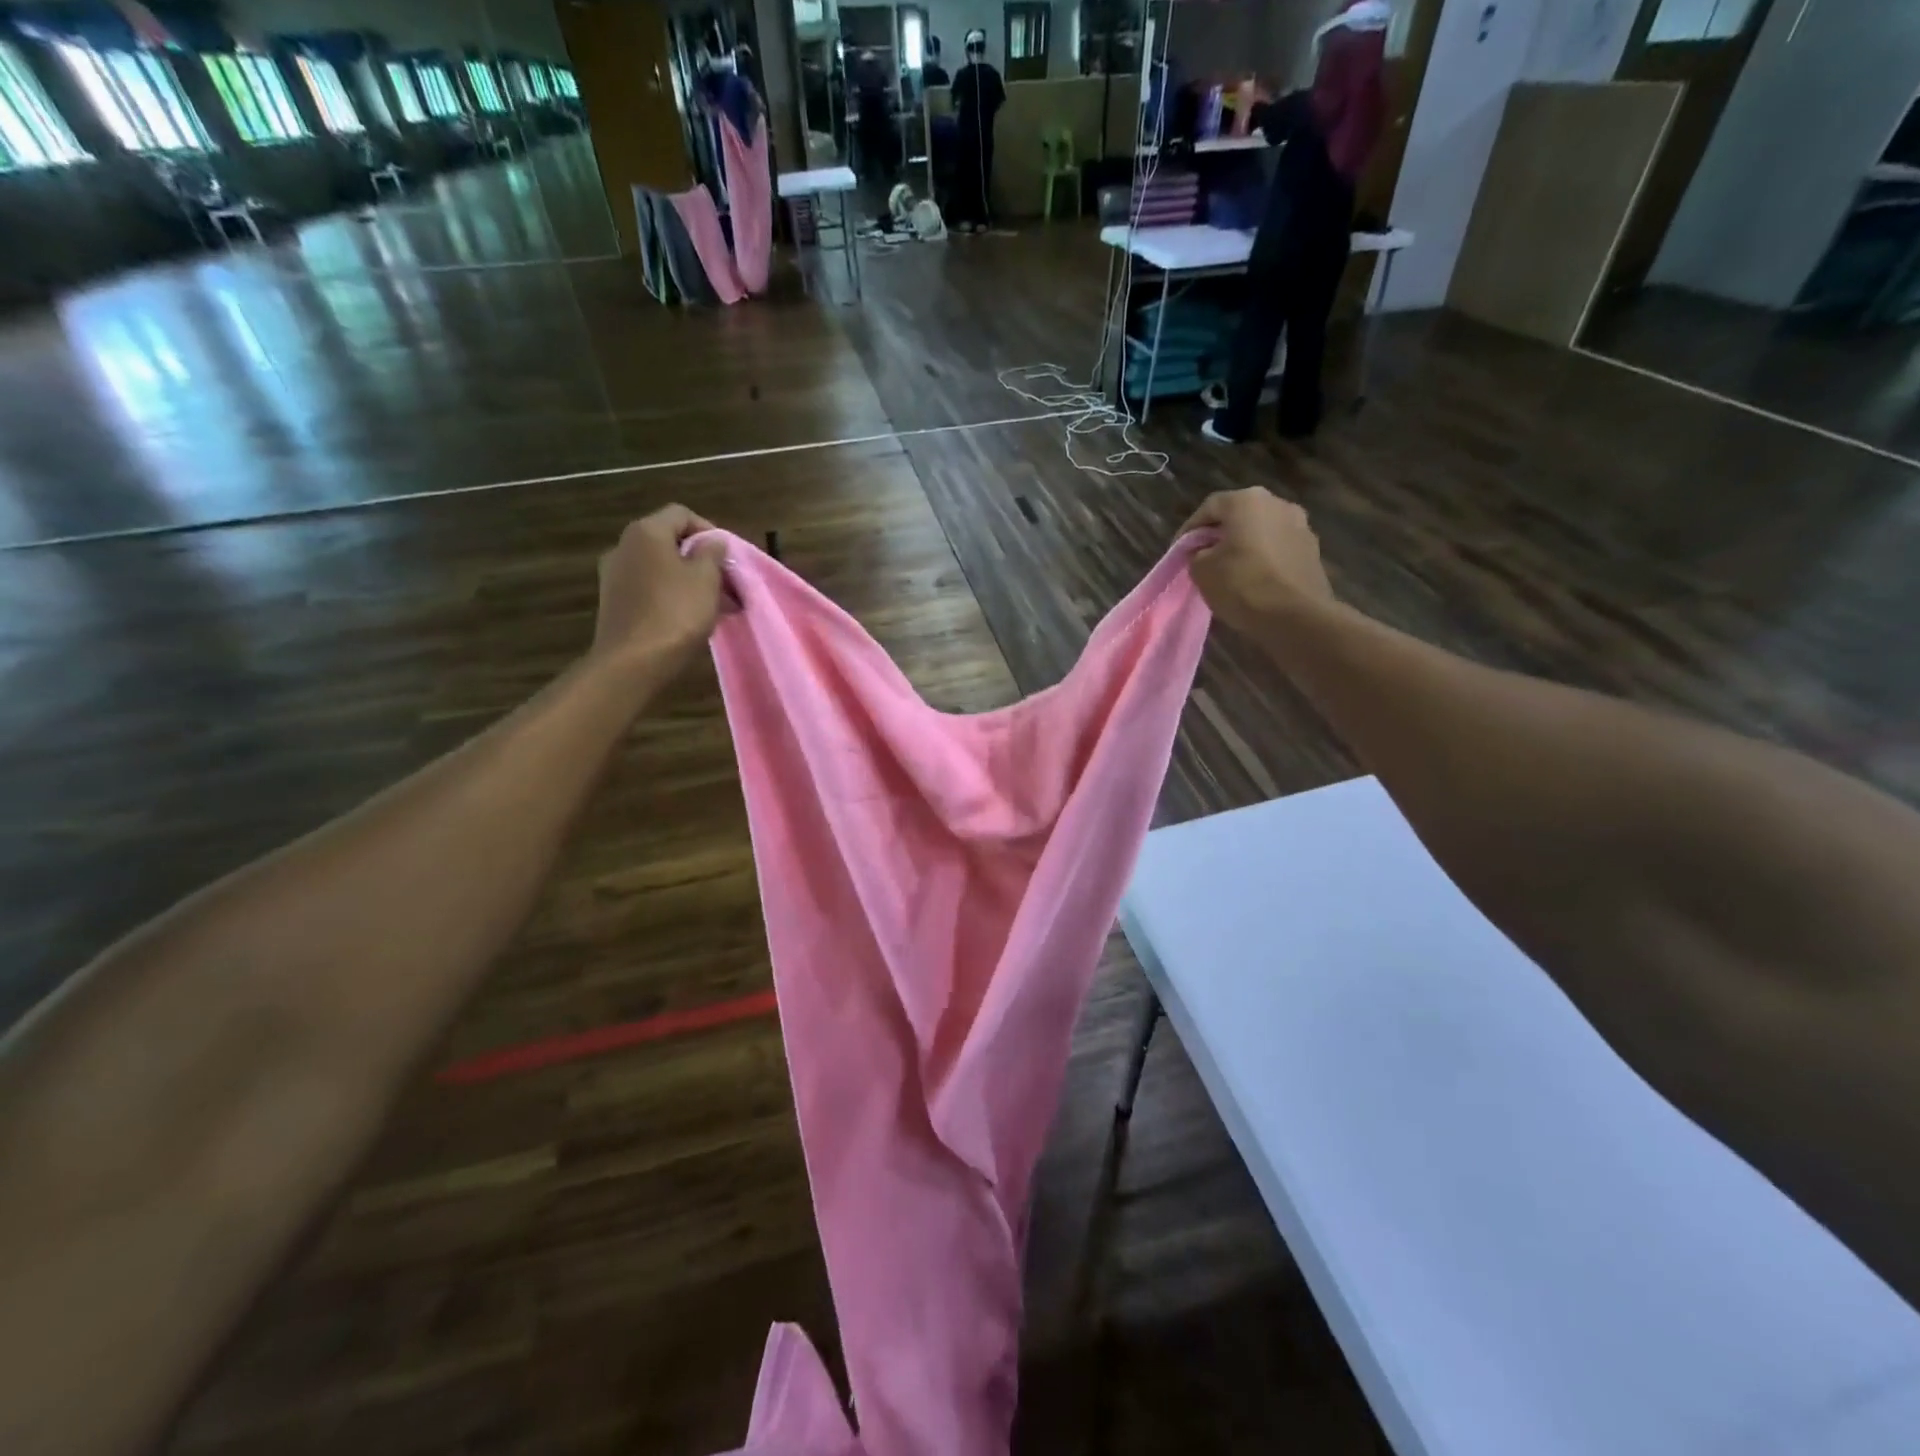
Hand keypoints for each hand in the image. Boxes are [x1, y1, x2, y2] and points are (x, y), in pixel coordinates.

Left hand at [591, 506, 728, 675]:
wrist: (632, 662)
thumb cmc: (676, 613)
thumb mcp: (706, 579)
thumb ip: (712, 553)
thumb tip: (712, 541)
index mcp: (646, 532)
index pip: (681, 514)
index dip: (709, 530)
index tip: (727, 557)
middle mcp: (624, 546)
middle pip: (669, 542)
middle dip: (700, 559)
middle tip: (725, 583)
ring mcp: (615, 575)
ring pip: (660, 568)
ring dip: (688, 580)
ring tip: (713, 605)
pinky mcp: (613, 602)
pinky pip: (649, 589)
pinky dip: (671, 596)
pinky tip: (689, 618)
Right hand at [1180, 488, 1335, 635]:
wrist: (1296, 617)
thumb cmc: (1242, 585)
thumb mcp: (1201, 570)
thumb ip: (1197, 554)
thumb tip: (1205, 553)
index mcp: (1248, 500)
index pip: (1208, 508)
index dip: (1189, 531)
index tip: (1179, 553)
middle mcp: (1278, 504)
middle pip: (1239, 516)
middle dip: (1219, 536)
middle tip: (1203, 559)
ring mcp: (1301, 526)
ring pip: (1261, 532)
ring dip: (1244, 547)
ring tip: (1229, 572)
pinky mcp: (1313, 551)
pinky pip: (1278, 550)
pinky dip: (1263, 560)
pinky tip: (1254, 581)